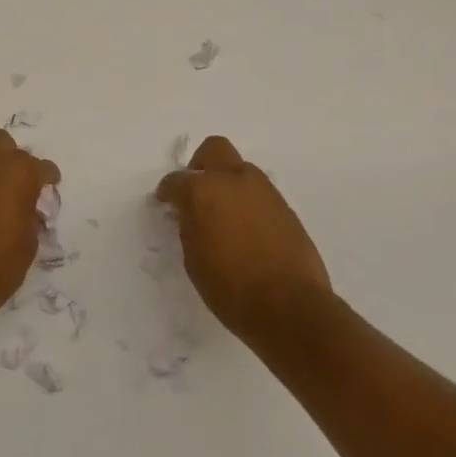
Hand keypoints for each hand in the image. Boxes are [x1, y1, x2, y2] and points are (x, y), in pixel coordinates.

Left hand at [0, 130, 59, 326]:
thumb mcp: (28, 244)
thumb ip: (31, 216)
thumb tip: (28, 209)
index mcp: (18, 173)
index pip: (41, 167)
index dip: (49, 178)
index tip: (51, 188)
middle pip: (5, 144)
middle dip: (16, 159)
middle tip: (22, 185)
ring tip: (0, 194)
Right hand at [155, 136, 331, 342]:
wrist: (289, 306)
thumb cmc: (230, 288)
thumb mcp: (194, 259)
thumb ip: (190, 227)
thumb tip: (192, 216)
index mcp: (202, 191)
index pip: (176, 180)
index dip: (168, 191)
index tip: (166, 203)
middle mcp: (233, 180)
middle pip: (214, 150)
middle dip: (201, 165)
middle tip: (196, 191)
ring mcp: (264, 191)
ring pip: (241, 170)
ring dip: (228, 184)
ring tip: (225, 215)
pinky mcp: (286, 207)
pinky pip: (260, 193)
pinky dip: (249, 203)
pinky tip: (248, 230)